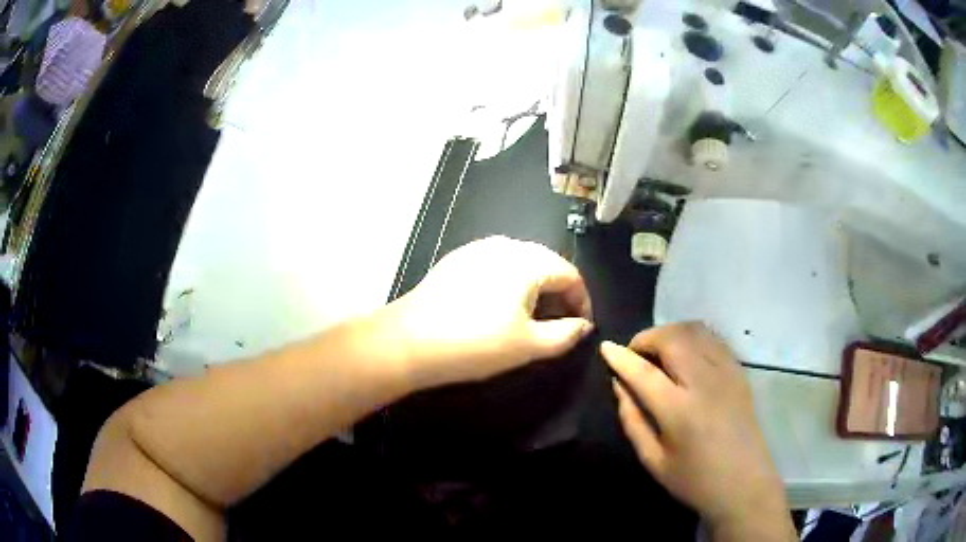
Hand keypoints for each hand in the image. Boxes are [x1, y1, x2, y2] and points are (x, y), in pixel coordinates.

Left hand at [378, 236, 592, 388]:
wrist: (408, 341)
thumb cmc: (475, 344)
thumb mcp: (528, 345)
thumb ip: (565, 334)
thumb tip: (583, 326)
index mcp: (527, 261)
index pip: (570, 274)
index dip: (582, 301)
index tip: (581, 326)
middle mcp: (505, 245)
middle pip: (546, 264)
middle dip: (559, 293)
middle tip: (559, 323)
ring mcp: (477, 249)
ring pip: (520, 263)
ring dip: (535, 287)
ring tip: (531, 316)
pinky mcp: (457, 259)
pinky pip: (496, 265)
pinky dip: (509, 283)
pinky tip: (499, 306)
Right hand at [602, 323, 794, 540]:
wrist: (745, 484)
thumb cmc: (694, 480)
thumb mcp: (653, 460)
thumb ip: (633, 420)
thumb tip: (619, 385)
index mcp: (680, 411)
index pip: (644, 372)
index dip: (621, 357)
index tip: (605, 347)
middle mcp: (705, 382)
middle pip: (671, 339)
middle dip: (646, 339)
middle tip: (634, 355)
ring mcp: (727, 372)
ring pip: (694, 331)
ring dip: (669, 333)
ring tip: (658, 352)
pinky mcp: (739, 371)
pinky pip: (713, 338)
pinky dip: (692, 337)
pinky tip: (685, 354)